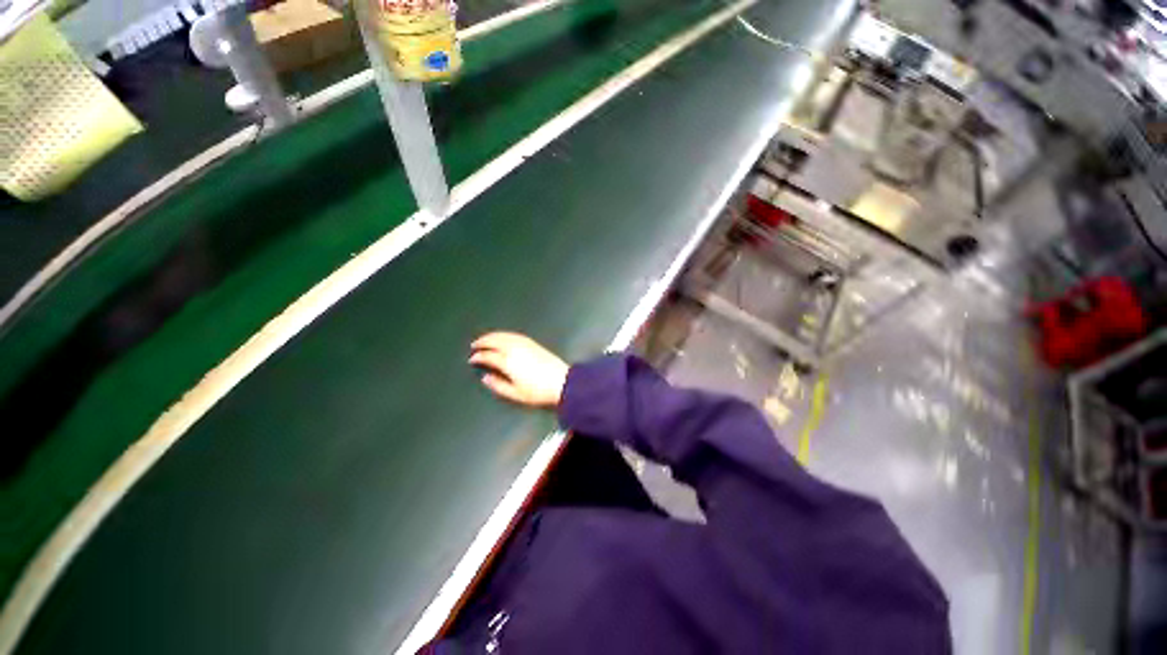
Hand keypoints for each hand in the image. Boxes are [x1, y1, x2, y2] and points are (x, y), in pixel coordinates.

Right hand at [469, 332, 568, 408]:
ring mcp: (525, 345)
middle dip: (483, 342)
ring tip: (484, 338)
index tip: (472, 359)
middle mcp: (515, 350)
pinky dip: (505, 334)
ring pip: (505, 335)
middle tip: (474, 345)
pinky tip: (503, 336)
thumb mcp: (515, 394)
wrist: (562, 382)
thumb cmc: (538, 392)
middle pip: (495, 341)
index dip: (478, 357)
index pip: (489, 356)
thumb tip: (485, 378)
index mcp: (508, 362)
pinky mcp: (533, 343)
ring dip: (493, 335)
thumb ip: (498, 385)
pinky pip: (515, 335)